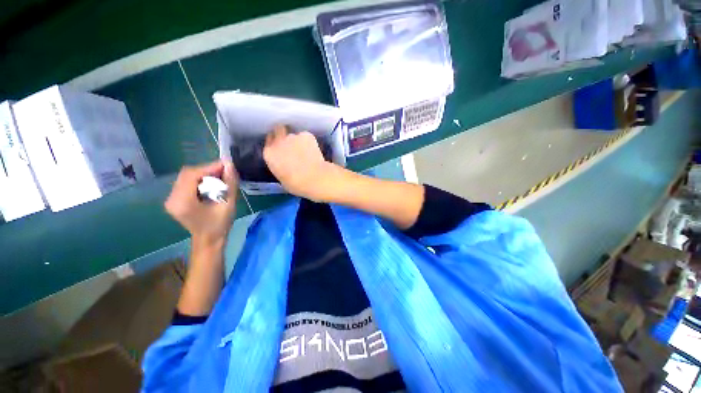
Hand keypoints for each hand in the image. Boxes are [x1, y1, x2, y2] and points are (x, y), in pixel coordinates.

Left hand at [165, 161, 237, 245]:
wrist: (209, 240)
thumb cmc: (220, 224)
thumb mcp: (228, 204)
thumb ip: (229, 184)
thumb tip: (230, 164)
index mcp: (183, 201)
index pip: (192, 175)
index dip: (209, 167)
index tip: (227, 165)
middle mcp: (172, 198)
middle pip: (187, 174)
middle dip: (207, 170)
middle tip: (225, 172)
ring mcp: (171, 199)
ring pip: (186, 177)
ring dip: (204, 175)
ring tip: (220, 178)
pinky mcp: (174, 200)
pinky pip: (186, 183)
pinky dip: (199, 180)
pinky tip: (211, 184)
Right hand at [263, 125, 336, 201]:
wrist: (315, 178)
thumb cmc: (297, 184)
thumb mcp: (282, 178)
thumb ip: (280, 167)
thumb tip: (285, 165)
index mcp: (269, 154)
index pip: (268, 142)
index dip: (274, 144)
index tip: (280, 148)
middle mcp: (278, 142)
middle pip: (278, 131)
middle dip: (283, 135)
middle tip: (292, 144)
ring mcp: (293, 136)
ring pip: (294, 135)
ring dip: (298, 141)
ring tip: (306, 151)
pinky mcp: (306, 135)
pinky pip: (306, 137)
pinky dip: (309, 142)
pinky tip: (314, 151)